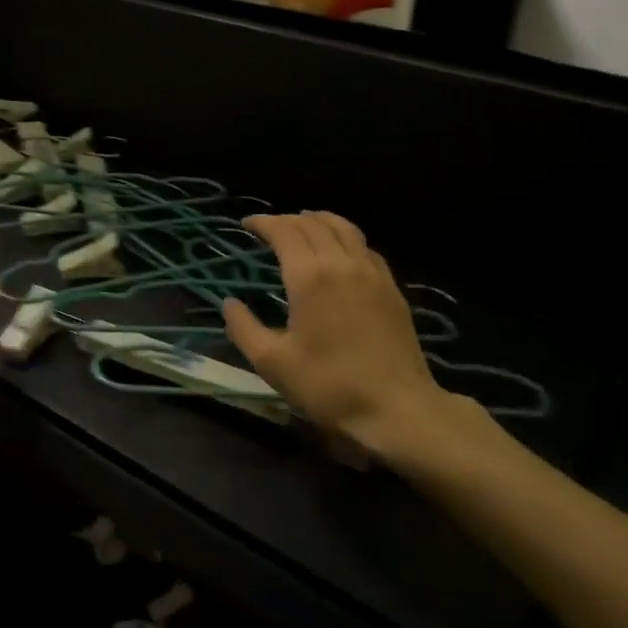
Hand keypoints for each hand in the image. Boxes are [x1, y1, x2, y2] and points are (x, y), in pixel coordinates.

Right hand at [222, 212, 460, 453]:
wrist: (397, 408)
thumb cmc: (329, 386)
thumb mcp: (273, 364)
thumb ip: (244, 328)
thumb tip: (229, 303)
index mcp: (310, 277)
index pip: (284, 232)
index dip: (263, 223)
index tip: (246, 224)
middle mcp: (342, 263)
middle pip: (312, 224)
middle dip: (286, 219)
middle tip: (268, 228)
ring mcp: (371, 272)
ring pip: (343, 227)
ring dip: (318, 220)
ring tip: (302, 224)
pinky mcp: (391, 287)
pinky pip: (364, 246)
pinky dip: (344, 237)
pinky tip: (340, 251)